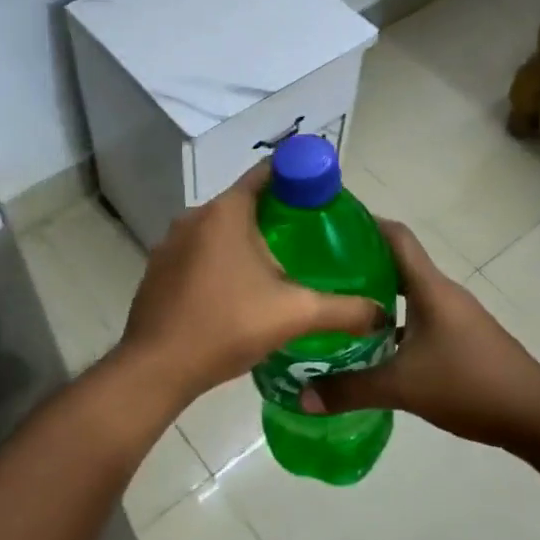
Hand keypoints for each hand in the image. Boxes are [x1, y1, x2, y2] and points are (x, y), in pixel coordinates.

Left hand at [114, 163, 386, 405]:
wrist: (157, 367)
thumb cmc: (227, 326)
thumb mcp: (295, 314)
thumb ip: (344, 310)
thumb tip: (382, 312)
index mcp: (226, 211)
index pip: (267, 173)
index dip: (298, 176)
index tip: (322, 194)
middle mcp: (194, 216)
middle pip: (244, 202)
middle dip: (276, 215)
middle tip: (310, 237)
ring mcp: (170, 242)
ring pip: (219, 229)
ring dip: (246, 240)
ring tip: (279, 266)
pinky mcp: (159, 268)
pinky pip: (198, 252)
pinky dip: (221, 259)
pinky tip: (238, 290)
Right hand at [302, 220, 539, 449]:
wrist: (538, 416)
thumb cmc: (470, 385)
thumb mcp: (403, 388)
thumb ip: (350, 390)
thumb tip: (302, 397)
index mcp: (429, 288)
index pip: (396, 236)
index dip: (364, 223)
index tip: (328, 224)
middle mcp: (442, 293)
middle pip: (397, 262)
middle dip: (359, 262)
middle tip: (319, 271)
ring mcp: (455, 315)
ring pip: (407, 293)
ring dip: (376, 295)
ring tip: (338, 306)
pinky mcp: (461, 338)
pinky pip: (418, 316)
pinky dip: (393, 321)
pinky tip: (372, 344)